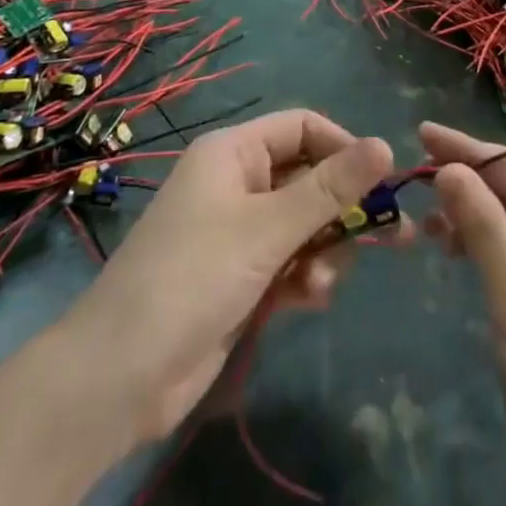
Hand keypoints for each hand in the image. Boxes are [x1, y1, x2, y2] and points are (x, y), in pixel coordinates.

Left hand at [71, 110, 392, 445]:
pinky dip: (304, 276)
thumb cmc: (193, 279)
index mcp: (233, 153)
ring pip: (304, 224)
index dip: (343, 147)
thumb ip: (330, 189)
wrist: (118, 379)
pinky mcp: (240, 277)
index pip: (302, 127)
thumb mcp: (268, 229)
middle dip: (341, 208)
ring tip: (320, 282)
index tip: (379, 182)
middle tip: (387, 236)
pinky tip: (308, 299)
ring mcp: (237, 233)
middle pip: (308, 177)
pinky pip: (289, 261)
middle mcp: (236, 184)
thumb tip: (386, 144)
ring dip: (323, 249)